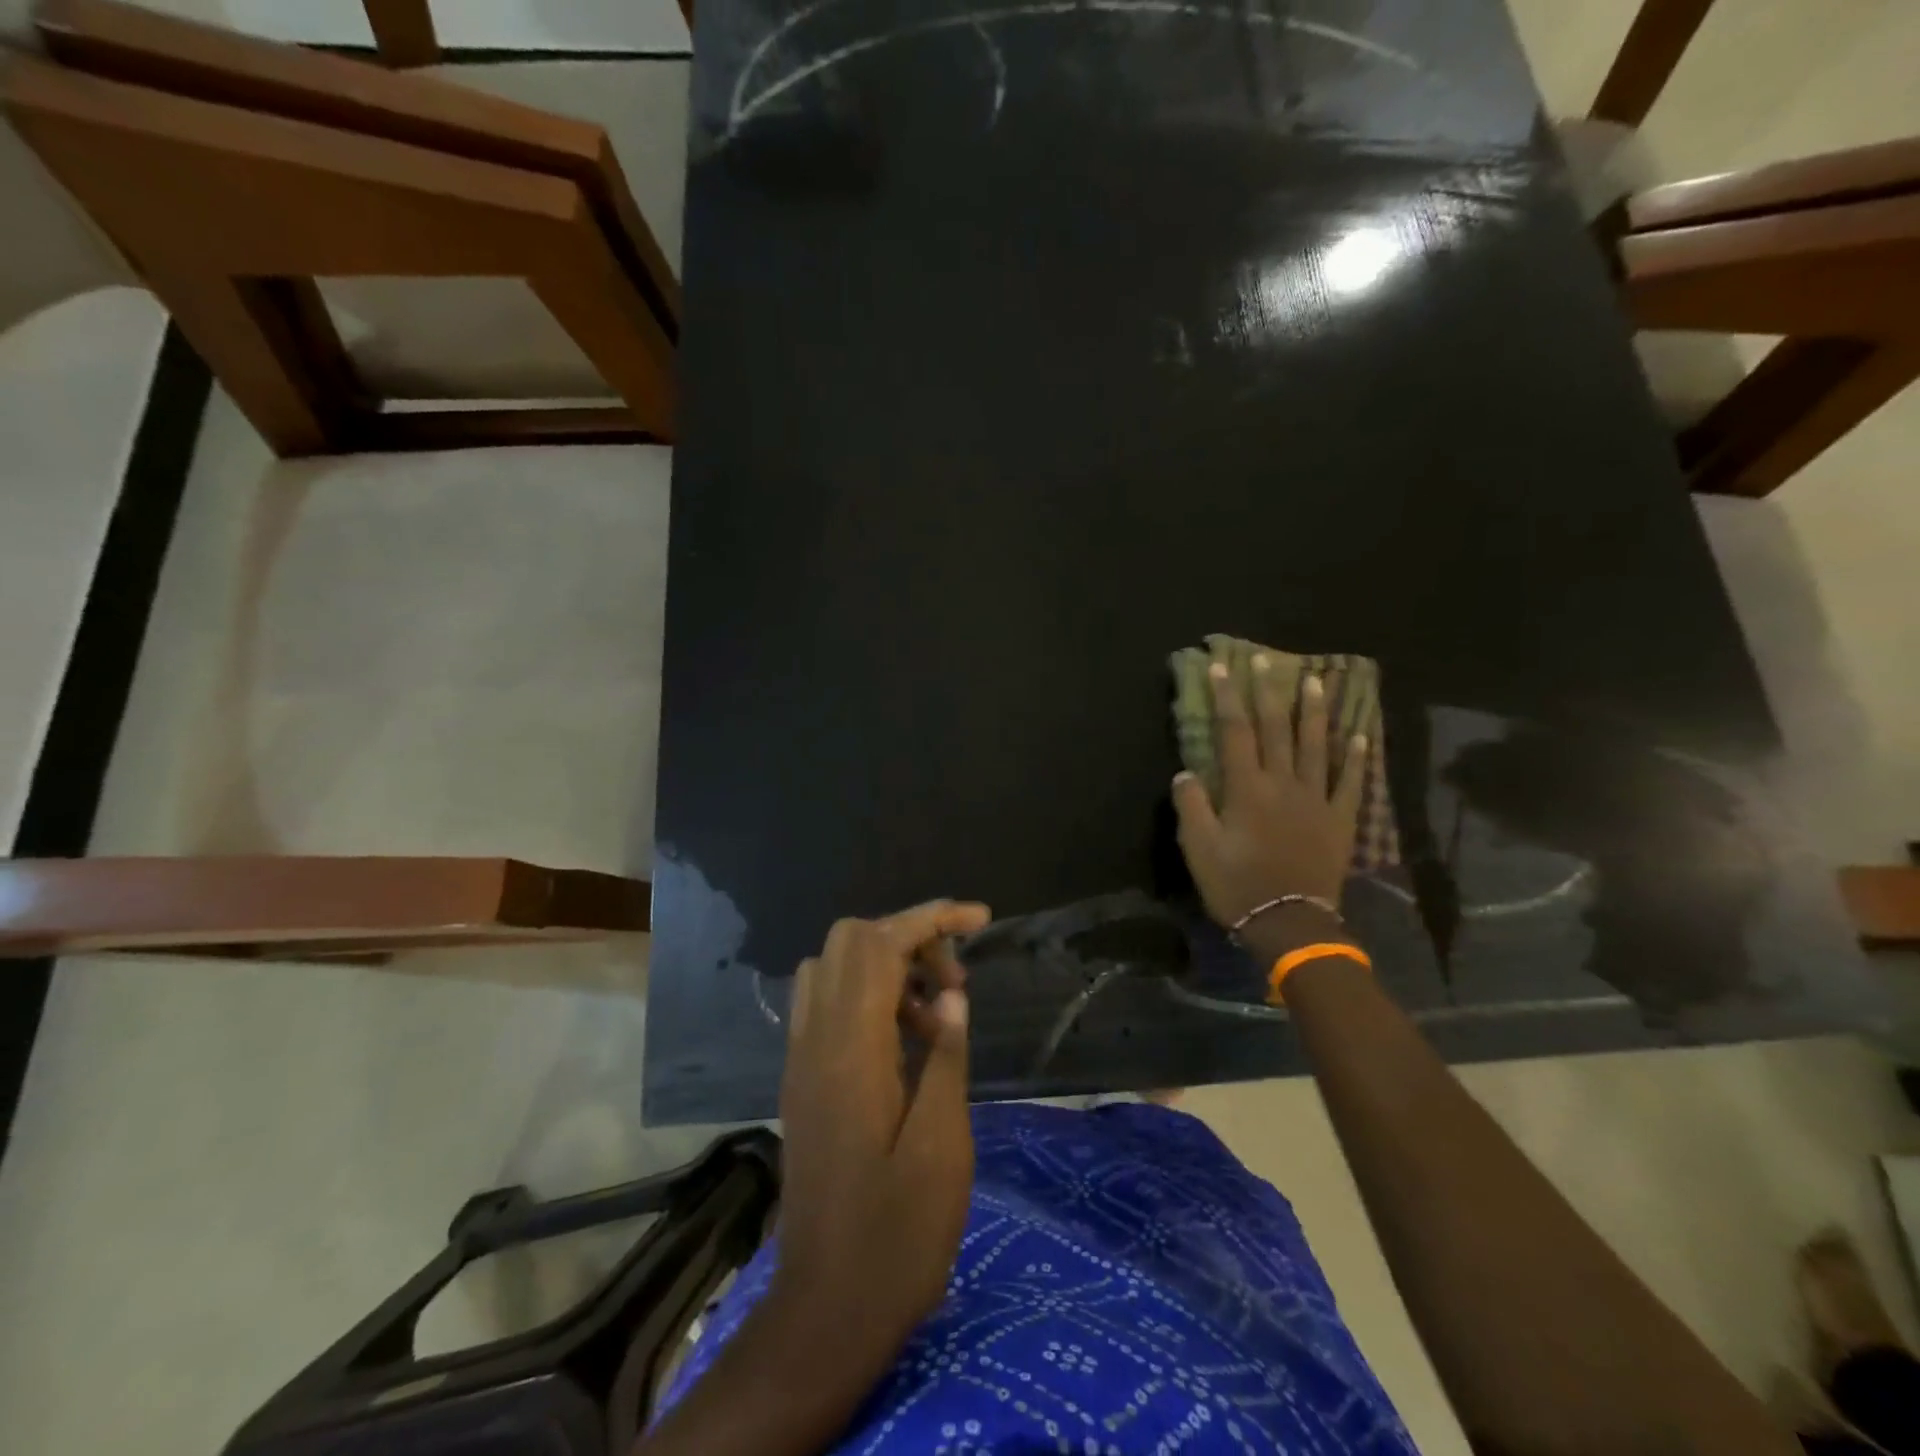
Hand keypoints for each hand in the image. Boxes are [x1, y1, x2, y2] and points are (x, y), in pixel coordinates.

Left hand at [774, 899, 990, 1361]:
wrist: (825, 1311)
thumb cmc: (896, 1236)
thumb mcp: (942, 1147)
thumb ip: (945, 1057)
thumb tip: (951, 994)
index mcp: (850, 1049)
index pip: (881, 944)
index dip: (931, 918)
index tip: (980, 919)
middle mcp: (815, 1039)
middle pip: (851, 941)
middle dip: (909, 938)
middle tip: (954, 982)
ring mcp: (802, 1058)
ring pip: (835, 967)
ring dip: (888, 967)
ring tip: (936, 1014)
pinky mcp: (802, 1079)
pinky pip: (827, 1004)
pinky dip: (868, 996)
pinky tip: (906, 1041)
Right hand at [1172, 660, 1365, 926]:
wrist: (1290, 923)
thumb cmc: (1237, 885)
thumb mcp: (1199, 849)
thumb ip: (1192, 807)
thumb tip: (1185, 772)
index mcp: (1247, 788)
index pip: (1234, 732)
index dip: (1227, 698)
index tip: (1221, 668)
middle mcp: (1283, 784)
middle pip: (1277, 729)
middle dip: (1269, 692)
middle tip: (1268, 660)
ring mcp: (1316, 800)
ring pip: (1316, 746)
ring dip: (1315, 711)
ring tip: (1317, 680)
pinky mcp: (1338, 820)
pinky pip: (1349, 783)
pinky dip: (1355, 758)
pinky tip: (1360, 736)